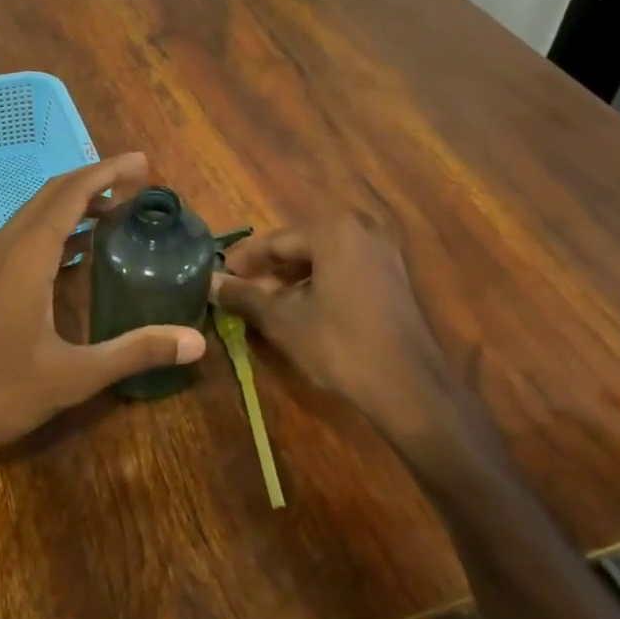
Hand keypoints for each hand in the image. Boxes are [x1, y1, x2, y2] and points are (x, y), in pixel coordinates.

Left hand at [0, 153, 205, 457]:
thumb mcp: (74, 375)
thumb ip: (135, 352)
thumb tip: (196, 342)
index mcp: (27, 255)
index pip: (71, 193)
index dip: (107, 172)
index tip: (143, 163)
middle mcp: (5, 246)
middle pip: (52, 194)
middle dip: (94, 181)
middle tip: (138, 183)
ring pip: (35, 213)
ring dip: (74, 203)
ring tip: (116, 210)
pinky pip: (24, 235)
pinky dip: (56, 227)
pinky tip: (78, 251)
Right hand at [210, 216, 496, 474]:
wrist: (409, 387)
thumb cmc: (339, 344)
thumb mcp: (283, 320)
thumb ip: (244, 296)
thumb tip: (210, 283)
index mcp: (332, 231)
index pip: (275, 241)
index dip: (244, 260)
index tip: (220, 275)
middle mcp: (360, 230)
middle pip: (300, 246)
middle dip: (269, 269)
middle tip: (240, 289)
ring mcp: (383, 253)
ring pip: (323, 259)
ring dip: (293, 279)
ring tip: (266, 303)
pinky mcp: (395, 278)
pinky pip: (346, 270)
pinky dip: (320, 284)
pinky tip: (302, 310)